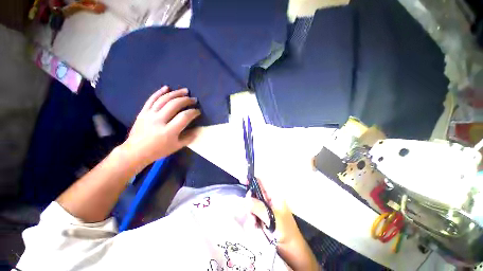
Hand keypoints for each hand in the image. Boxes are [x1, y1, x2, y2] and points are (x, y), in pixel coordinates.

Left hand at [122, 86, 199, 165]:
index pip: (184, 117)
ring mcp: (149, 115)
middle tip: (194, 99)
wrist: (136, 151)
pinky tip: (167, 87)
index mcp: (169, 131)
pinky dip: (159, 92)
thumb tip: (197, 130)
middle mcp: (159, 120)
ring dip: (176, 93)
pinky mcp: (143, 112)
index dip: (193, 112)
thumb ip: (189, 138)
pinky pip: (151, 99)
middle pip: (174, 105)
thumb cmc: (158, 150)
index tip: (198, 111)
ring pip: (164, 99)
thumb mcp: (177, 147)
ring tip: (185, 91)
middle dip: (186, 100)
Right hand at [244, 179, 301, 245]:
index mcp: (274, 195)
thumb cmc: (285, 231)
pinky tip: (254, 227)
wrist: (291, 249)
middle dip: (249, 202)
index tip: (242, 181)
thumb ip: (258, 207)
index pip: (261, 182)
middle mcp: (268, 199)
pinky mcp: (262, 217)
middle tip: (249, 212)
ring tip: (253, 223)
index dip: (252, 179)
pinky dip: (251, 219)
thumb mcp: (272, 218)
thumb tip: (245, 200)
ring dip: (250, 213)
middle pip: (254, 193)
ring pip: (252, 204)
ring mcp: (265, 208)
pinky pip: (252, 213)